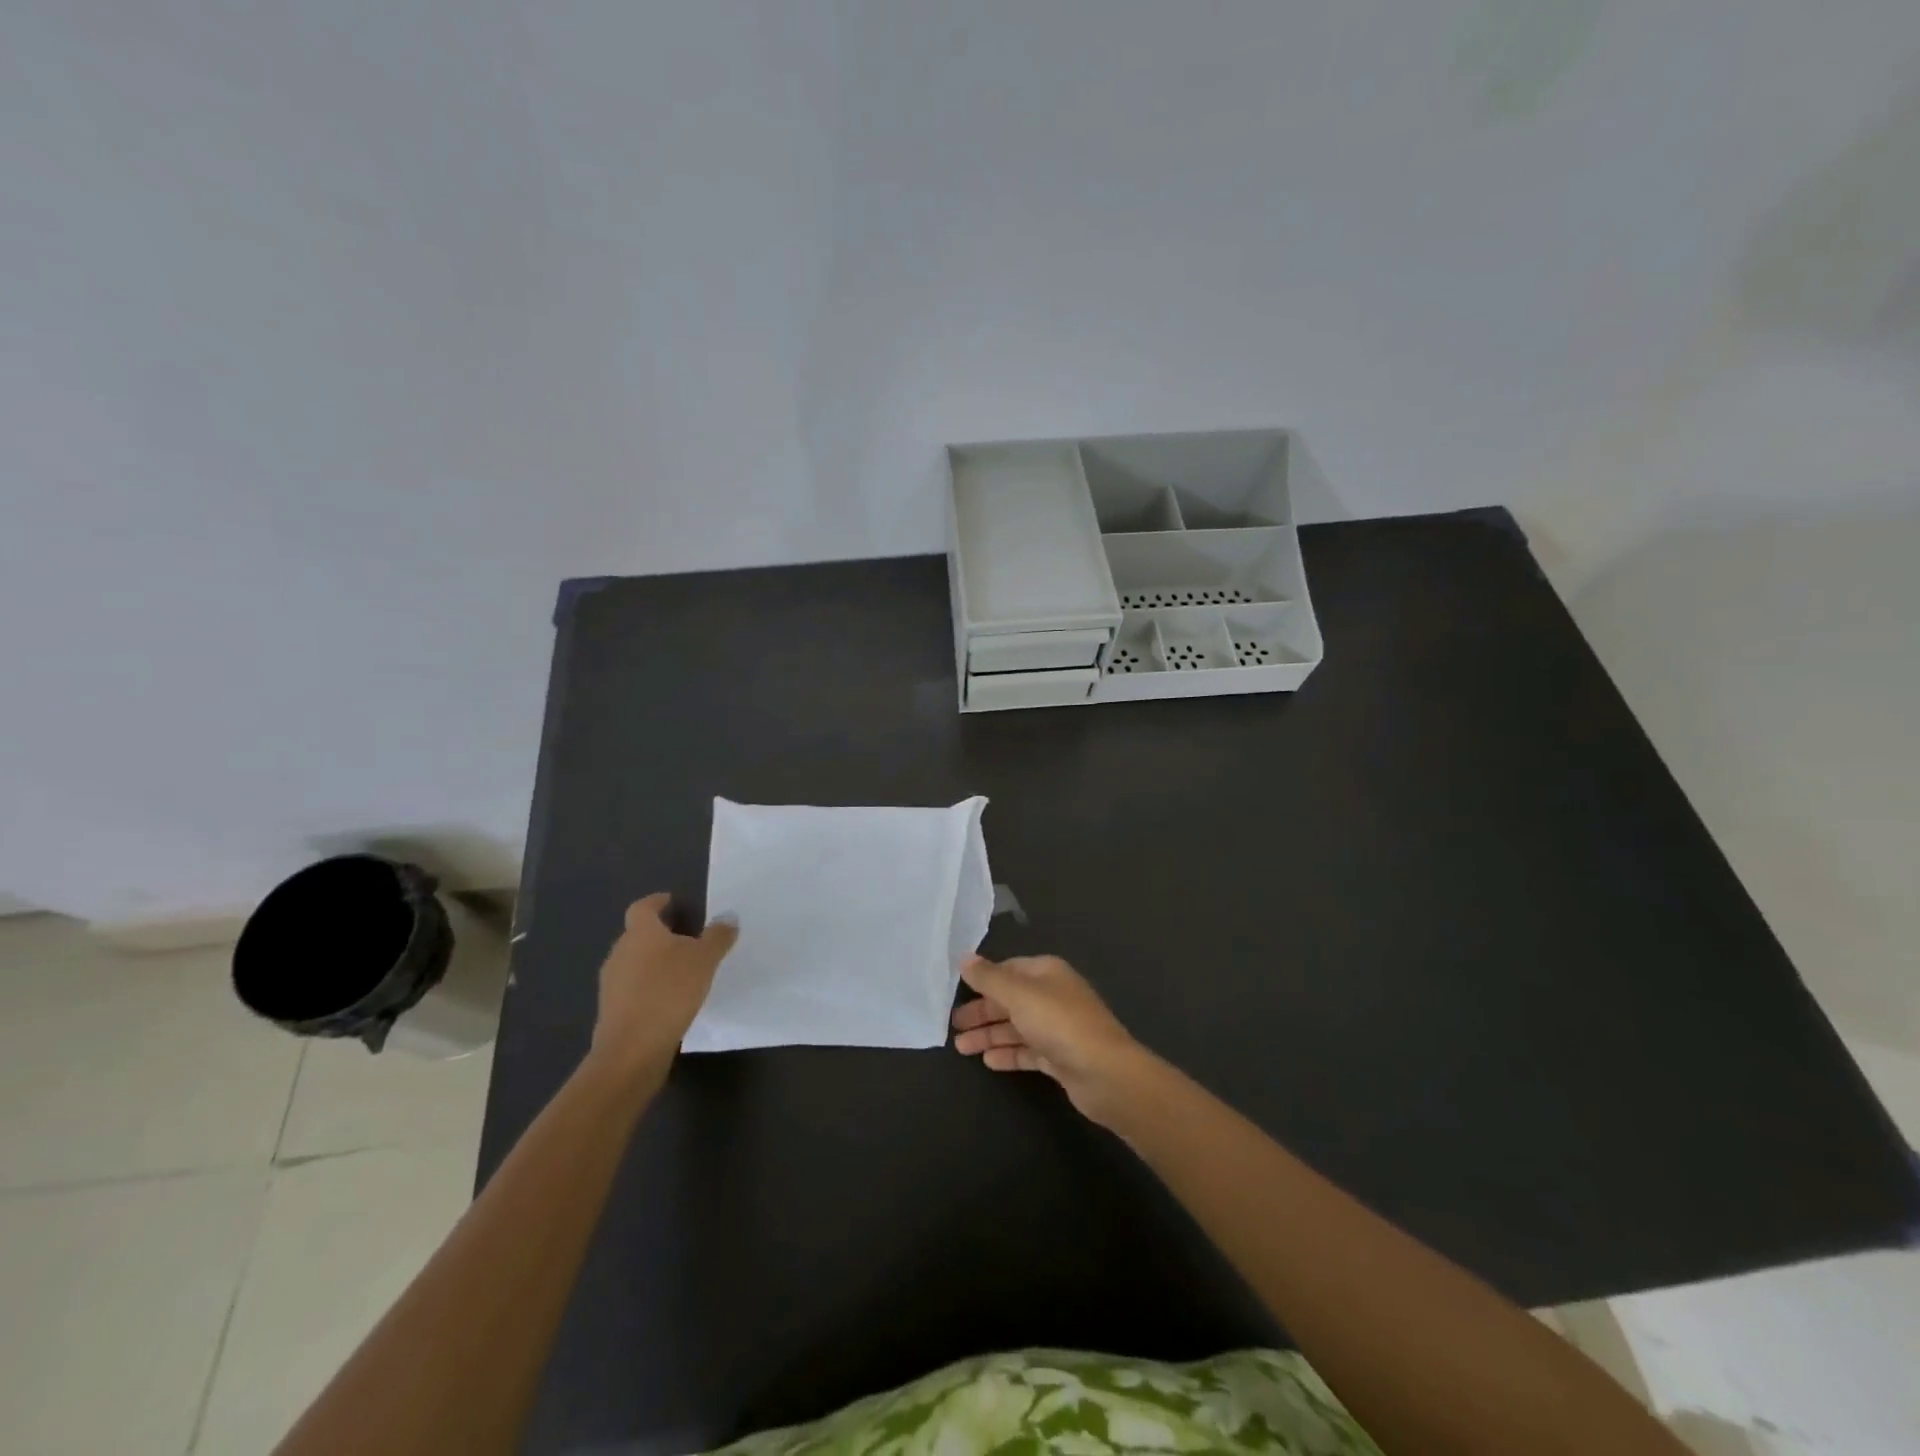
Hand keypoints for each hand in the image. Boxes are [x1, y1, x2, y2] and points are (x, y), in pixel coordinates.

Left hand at [586, 893, 737, 1086]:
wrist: (632, 1050)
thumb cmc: (668, 992)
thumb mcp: (704, 960)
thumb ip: (717, 936)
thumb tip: (728, 916)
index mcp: (640, 933)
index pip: (643, 907)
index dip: (657, 902)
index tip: (672, 901)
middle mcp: (620, 953)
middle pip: (638, 935)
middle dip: (660, 935)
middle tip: (688, 938)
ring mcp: (612, 983)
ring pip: (635, 963)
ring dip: (655, 963)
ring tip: (683, 972)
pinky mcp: (613, 1011)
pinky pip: (634, 989)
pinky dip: (650, 988)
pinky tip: (671, 1000)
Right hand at [950, 954, 1155, 1124]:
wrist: (1104, 1073)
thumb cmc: (1059, 1023)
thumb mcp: (1018, 994)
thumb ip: (989, 978)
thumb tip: (964, 958)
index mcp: (1046, 973)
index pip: (1008, 969)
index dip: (983, 979)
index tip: (957, 992)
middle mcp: (1052, 996)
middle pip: (1010, 1000)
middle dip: (982, 1012)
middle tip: (953, 1026)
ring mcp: (1057, 1028)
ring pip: (1016, 1027)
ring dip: (989, 1035)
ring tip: (961, 1048)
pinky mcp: (1060, 1057)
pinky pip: (1027, 1051)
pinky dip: (1008, 1053)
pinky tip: (988, 1061)